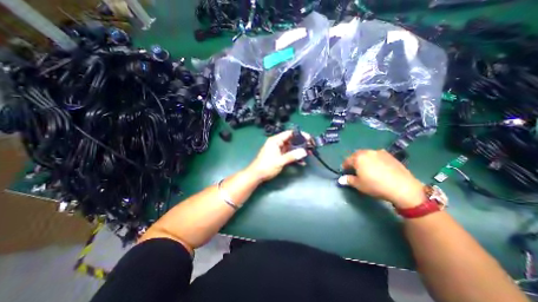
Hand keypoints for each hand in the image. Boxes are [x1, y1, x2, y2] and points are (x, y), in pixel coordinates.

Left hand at [245, 129, 308, 181]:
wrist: (257, 175)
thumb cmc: (266, 166)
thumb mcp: (280, 161)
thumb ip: (292, 156)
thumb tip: (304, 152)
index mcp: (275, 140)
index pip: (289, 133)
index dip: (300, 135)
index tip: (309, 138)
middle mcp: (277, 143)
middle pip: (291, 140)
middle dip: (301, 143)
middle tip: (311, 146)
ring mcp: (278, 150)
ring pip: (291, 147)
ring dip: (299, 151)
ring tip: (309, 154)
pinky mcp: (279, 156)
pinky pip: (289, 154)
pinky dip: (294, 157)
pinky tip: (302, 161)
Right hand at [340, 149, 424, 209]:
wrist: (402, 187)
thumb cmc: (375, 186)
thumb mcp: (359, 185)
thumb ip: (348, 180)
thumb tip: (341, 179)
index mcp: (358, 158)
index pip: (347, 160)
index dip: (345, 167)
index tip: (345, 172)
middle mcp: (367, 152)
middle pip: (356, 155)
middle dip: (354, 161)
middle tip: (356, 170)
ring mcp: (379, 152)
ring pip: (367, 154)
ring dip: (364, 159)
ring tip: (367, 168)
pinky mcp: (389, 155)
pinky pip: (377, 155)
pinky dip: (374, 159)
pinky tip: (379, 168)